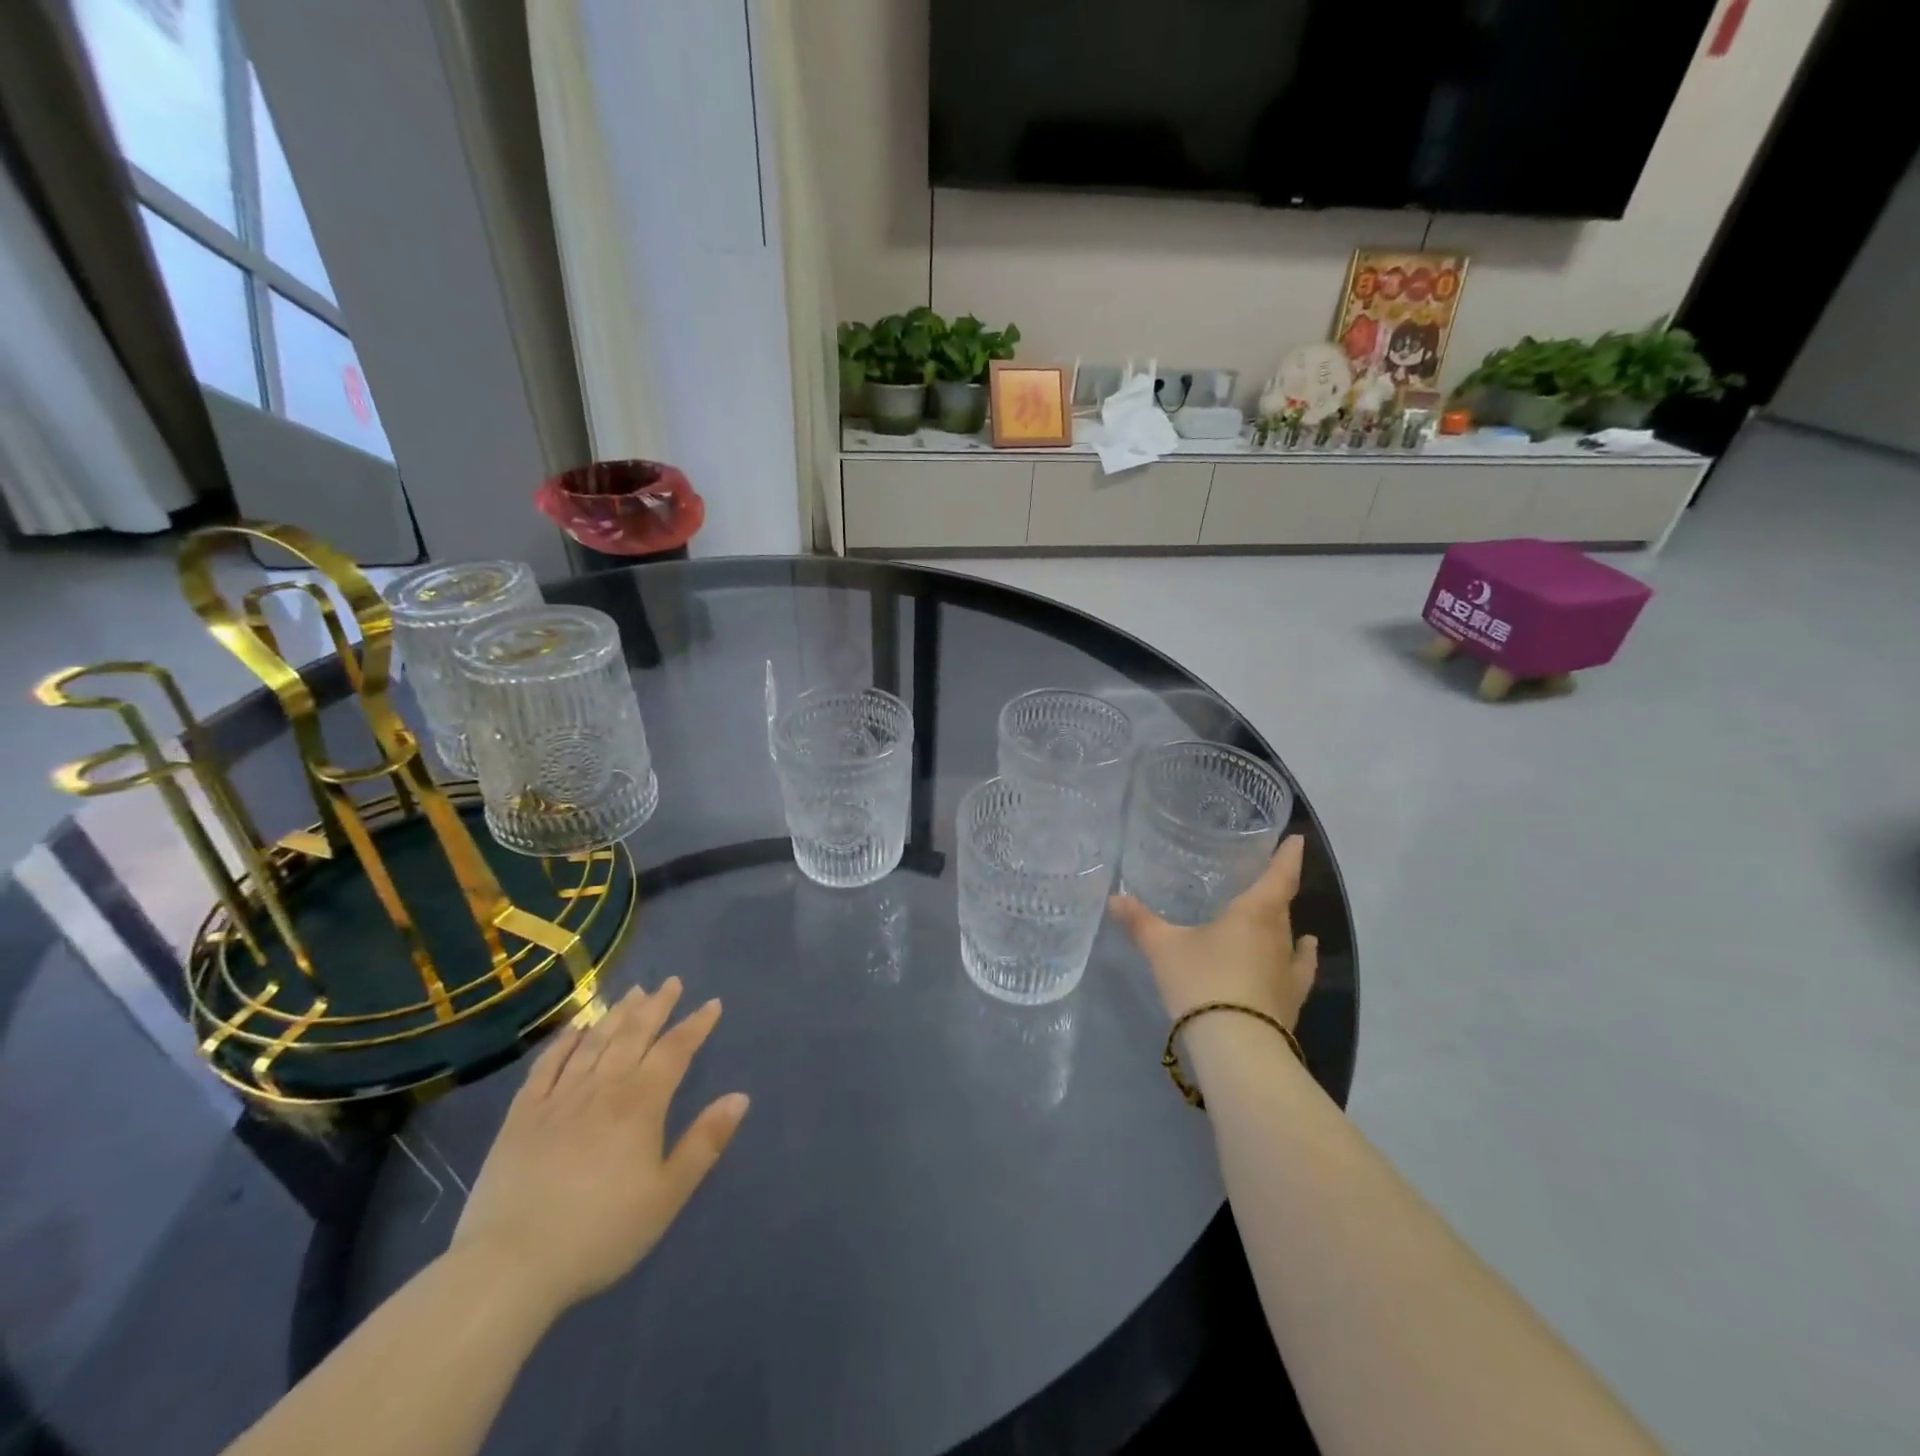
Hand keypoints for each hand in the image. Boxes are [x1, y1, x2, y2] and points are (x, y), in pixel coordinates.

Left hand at [450, 979, 748, 1315]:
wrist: (509, 1266)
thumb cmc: (600, 1233)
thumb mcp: (666, 1195)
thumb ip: (705, 1142)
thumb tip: (740, 1097)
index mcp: (641, 1103)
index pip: (675, 1050)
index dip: (696, 1025)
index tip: (712, 1003)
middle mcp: (602, 1087)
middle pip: (635, 1034)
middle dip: (657, 1005)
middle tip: (671, 982)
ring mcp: (558, 1097)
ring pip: (595, 1041)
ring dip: (618, 1013)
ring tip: (633, 991)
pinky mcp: (522, 1114)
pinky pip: (548, 1064)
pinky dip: (565, 1040)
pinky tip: (577, 1027)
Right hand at [1109, 834, 1317, 1028]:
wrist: (1236, 1048)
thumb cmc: (1202, 982)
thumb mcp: (1163, 948)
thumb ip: (1140, 922)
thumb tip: (1114, 898)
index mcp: (1254, 913)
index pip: (1278, 876)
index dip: (1287, 857)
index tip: (1297, 840)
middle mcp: (1278, 937)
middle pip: (1282, 906)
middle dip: (1275, 891)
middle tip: (1263, 879)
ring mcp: (1289, 972)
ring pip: (1289, 939)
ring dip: (1285, 927)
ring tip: (1284, 919)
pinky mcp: (1290, 1002)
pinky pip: (1298, 970)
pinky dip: (1298, 959)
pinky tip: (1299, 957)